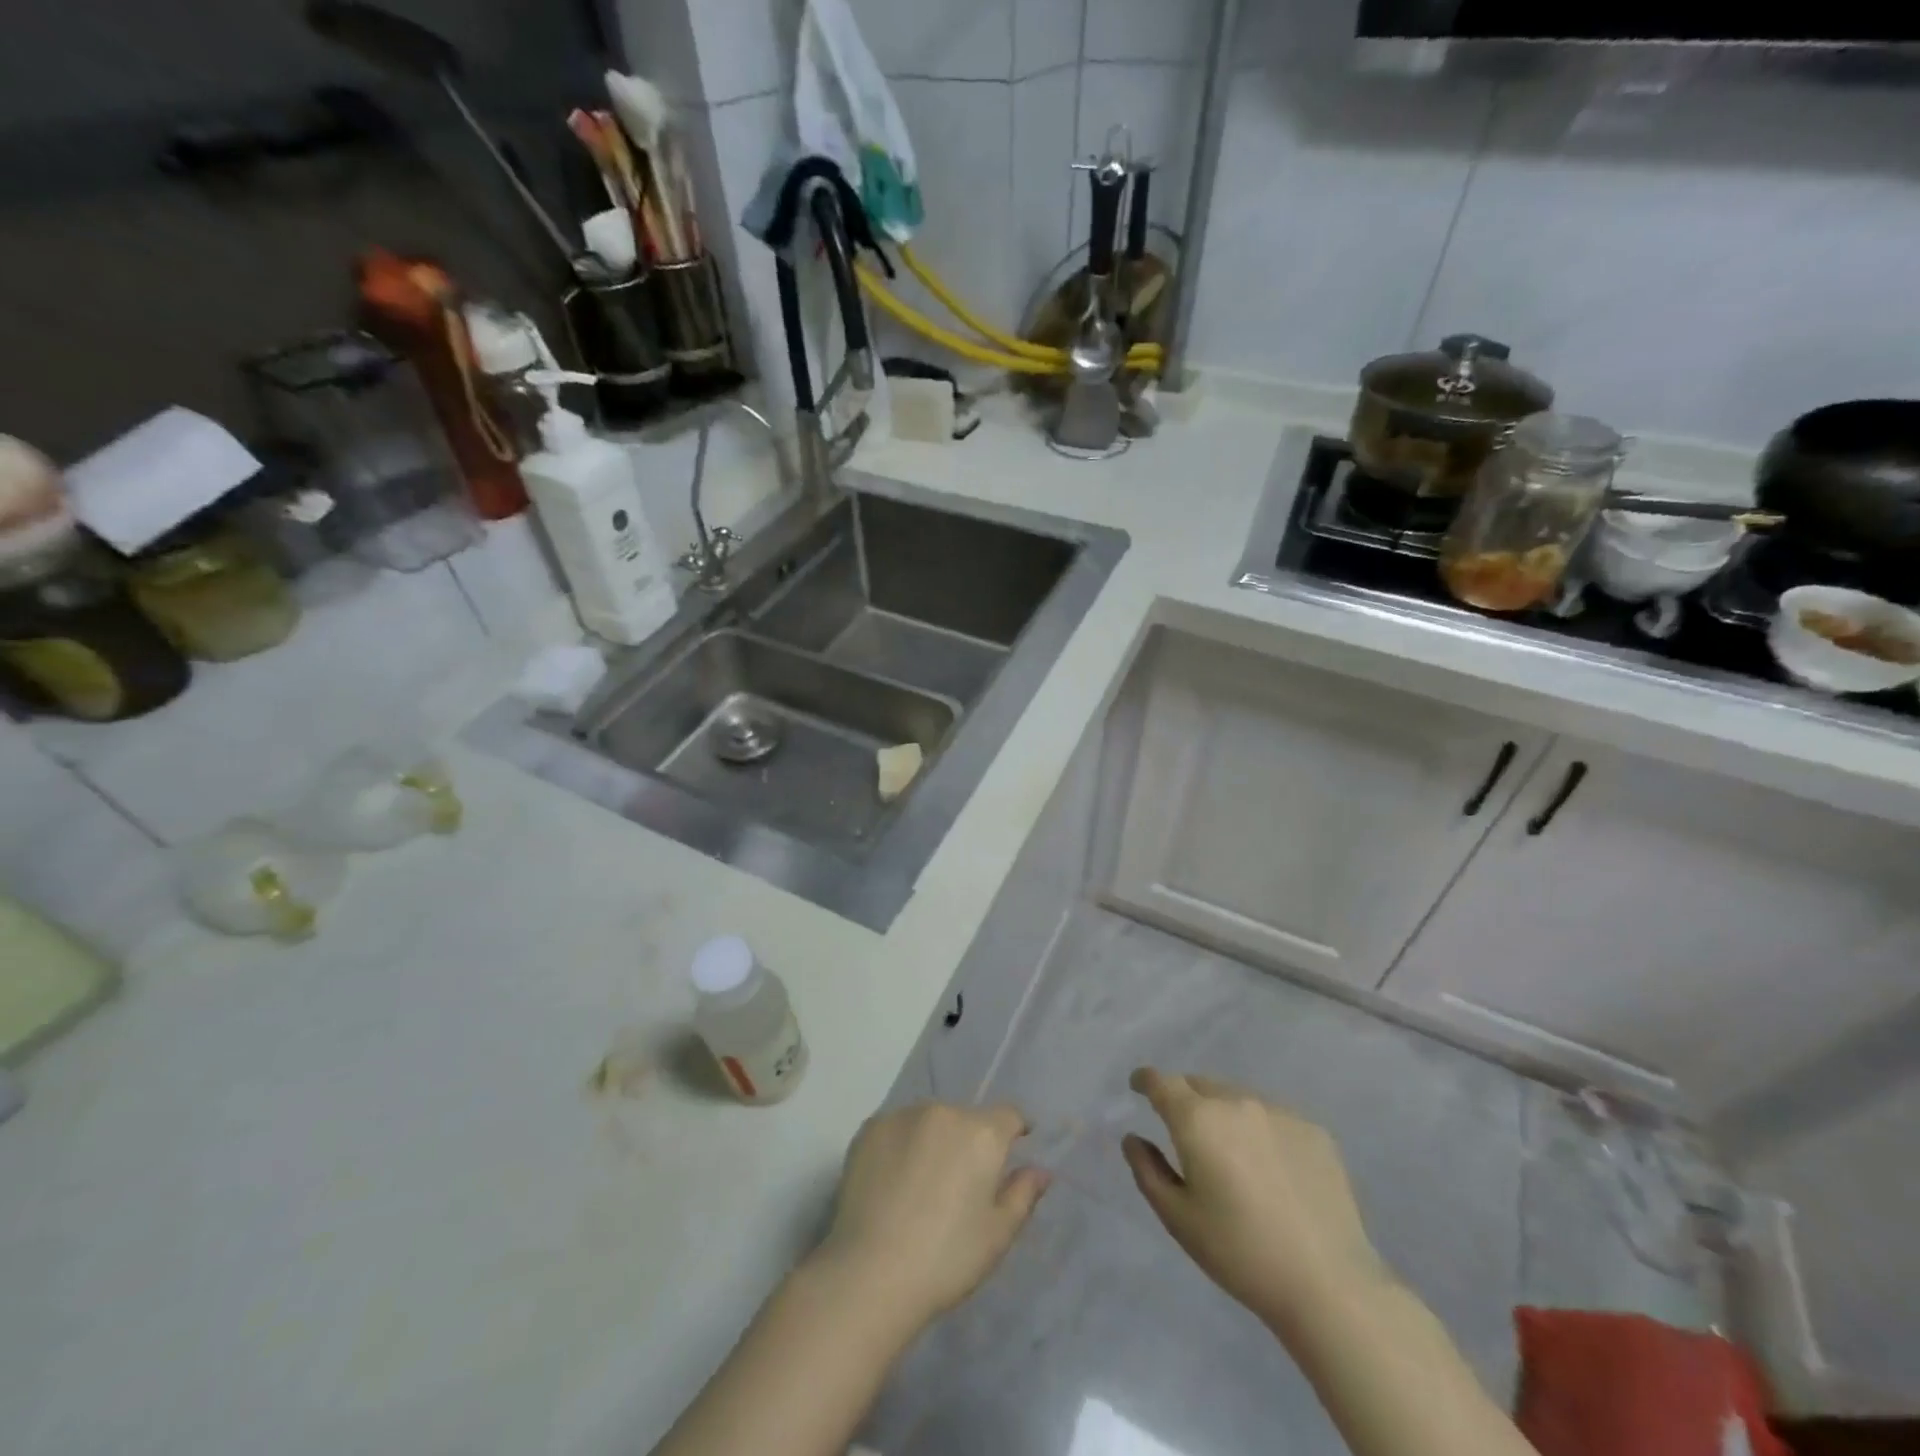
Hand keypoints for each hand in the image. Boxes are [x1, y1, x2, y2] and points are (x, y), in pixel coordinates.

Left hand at [812, 1102, 1050, 1335]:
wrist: (870, 1273)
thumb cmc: (946, 1259)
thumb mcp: (997, 1235)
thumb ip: (1022, 1194)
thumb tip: (1040, 1170)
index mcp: (981, 1133)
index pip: (1009, 1115)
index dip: (1014, 1131)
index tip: (1011, 1151)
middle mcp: (944, 1111)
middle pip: (966, 1118)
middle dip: (969, 1142)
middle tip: (959, 1185)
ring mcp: (903, 1116)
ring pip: (930, 1121)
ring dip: (934, 1141)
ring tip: (921, 1185)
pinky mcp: (870, 1128)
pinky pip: (896, 1129)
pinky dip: (901, 1146)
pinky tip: (892, 1182)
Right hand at [1122, 1068, 1389, 1333]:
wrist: (1329, 1283)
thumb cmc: (1240, 1253)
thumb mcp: (1179, 1218)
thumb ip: (1148, 1170)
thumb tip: (1133, 1138)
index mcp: (1197, 1119)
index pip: (1161, 1082)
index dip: (1145, 1080)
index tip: (1138, 1087)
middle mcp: (1235, 1101)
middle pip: (1199, 1085)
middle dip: (1185, 1100)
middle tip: (1186, 1135)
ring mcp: (1279, 1112)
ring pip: (1237, 1098)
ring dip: (1224, 1114)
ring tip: (1232, 1156)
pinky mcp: (1313, 1130)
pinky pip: (1272, 1117)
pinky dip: (1260, 1131)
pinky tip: (1272, 1171)